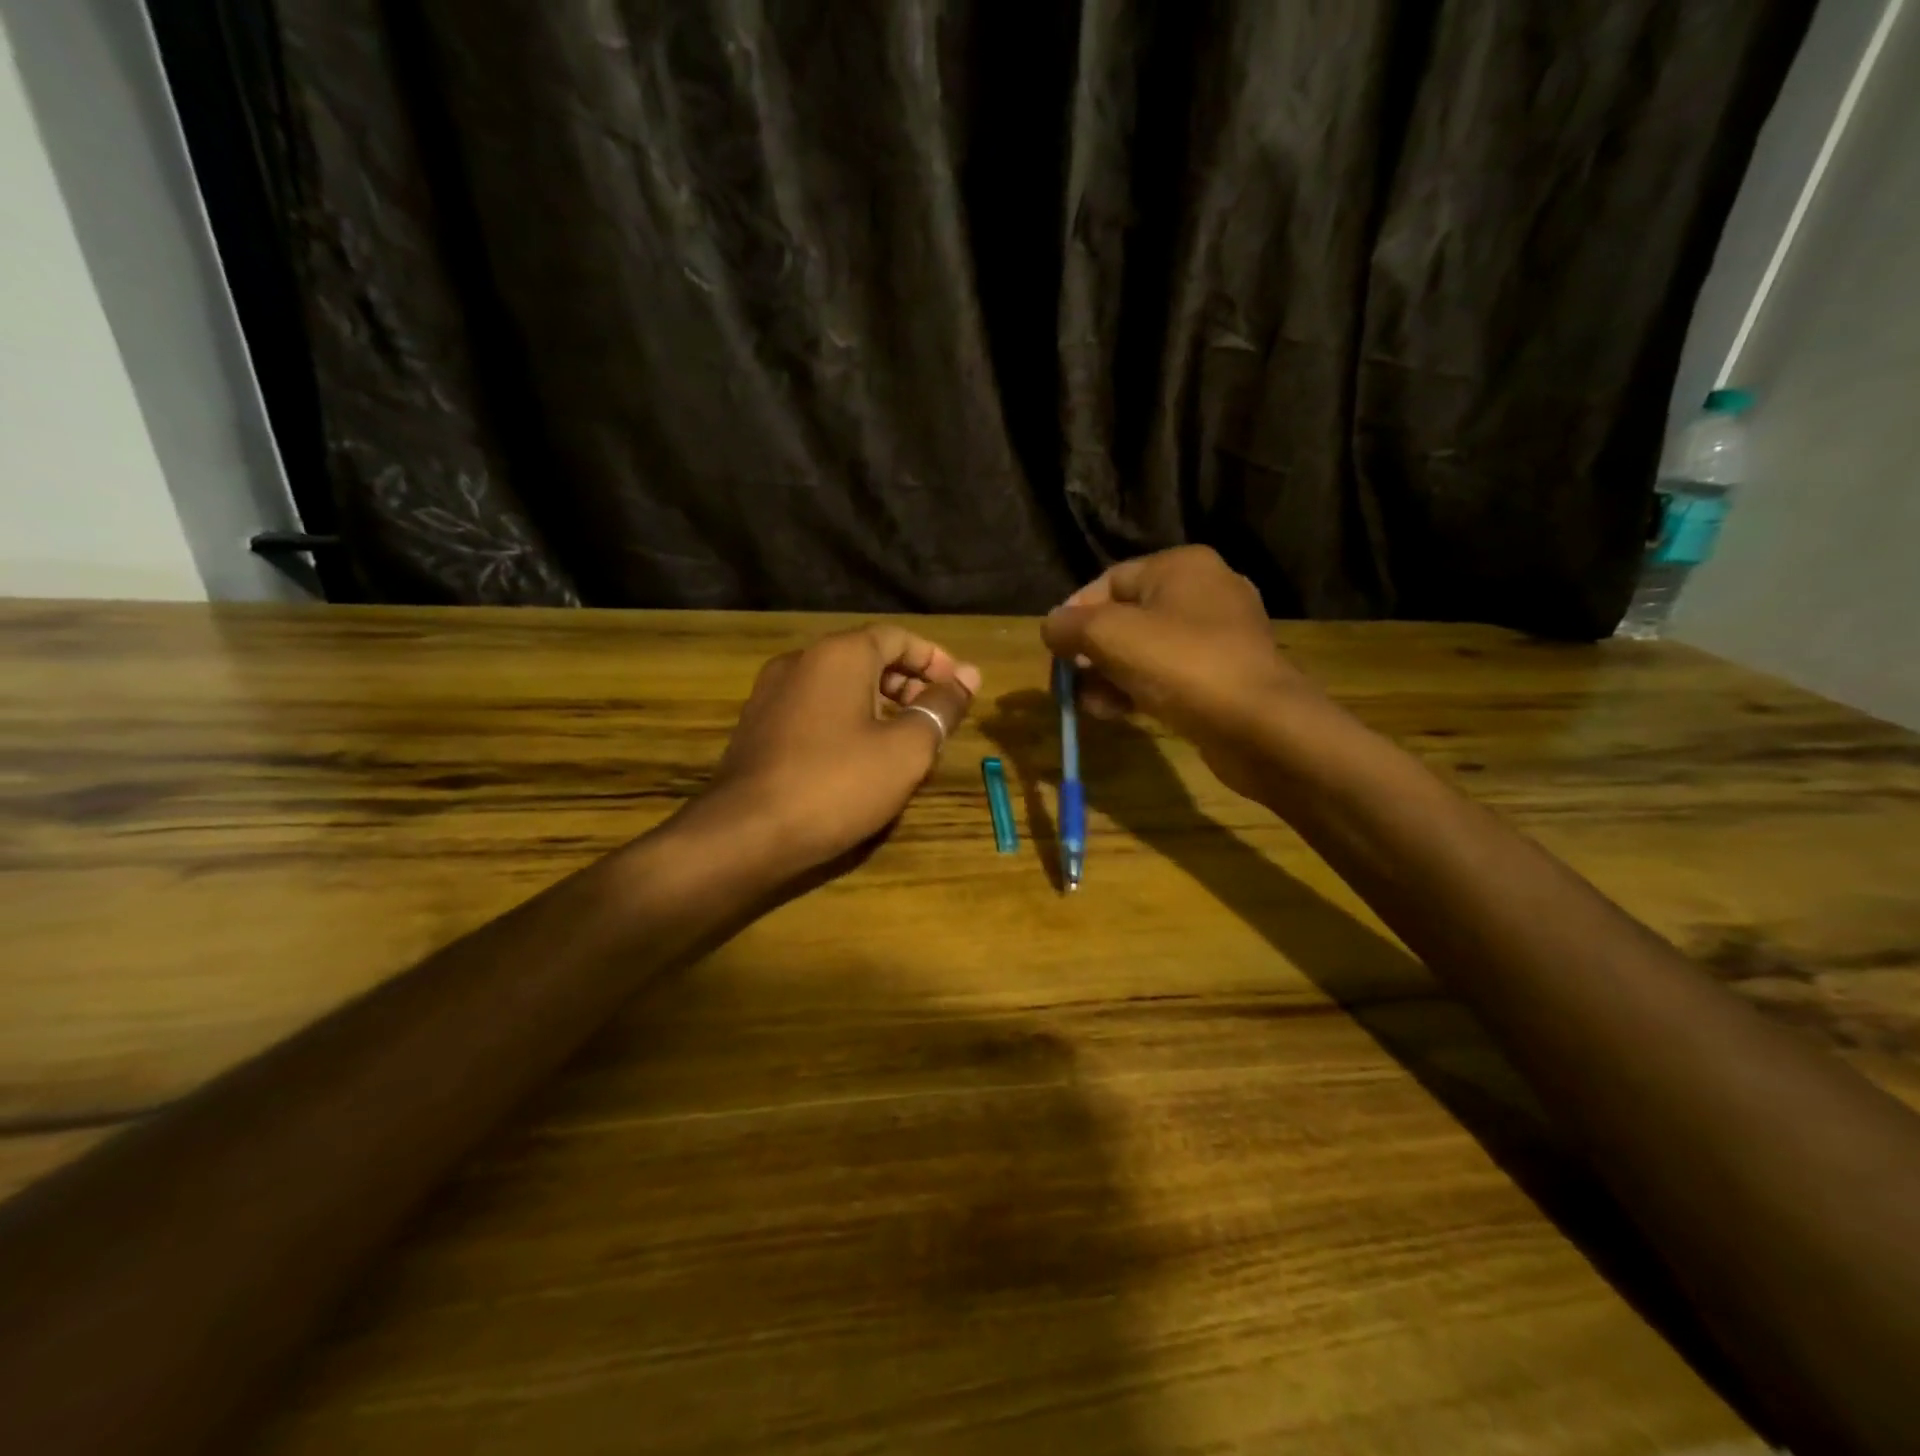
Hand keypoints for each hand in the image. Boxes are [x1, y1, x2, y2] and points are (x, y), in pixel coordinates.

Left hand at [701, 626, 980, 871]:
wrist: (745, 834)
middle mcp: (800, 661)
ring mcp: (771, 694)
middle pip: (865, 657)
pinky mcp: (757, 727)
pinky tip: (858, 758)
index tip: (959, 688)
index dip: (934, 660)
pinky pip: (813, 709)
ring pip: (838, 685)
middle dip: (907, 682)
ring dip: (877, 703)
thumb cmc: (837, 784)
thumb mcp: (906, 749)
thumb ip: (940, 708)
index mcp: (838, 655)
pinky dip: (845, 720)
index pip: (897, 637)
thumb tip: (969, 677)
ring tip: (903, 740)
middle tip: (934, 716)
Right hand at [1041, 547, 1321, 797]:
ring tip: (1091, 706)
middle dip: (1091, 652)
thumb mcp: (1110, 636)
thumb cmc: (1182, 665)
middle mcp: (1204, 591)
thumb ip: (1070, 625)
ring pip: (1145, 650)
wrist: (1259, 725)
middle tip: (1070, 683)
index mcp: (1181, 567)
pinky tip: (1118, 714)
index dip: (1074, 614)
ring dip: (1109, 676)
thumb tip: (1051, 626)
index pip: (1109, 581)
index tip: (1055, 650)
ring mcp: (1219, 635)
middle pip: (1126, 617)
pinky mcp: (1225, 674)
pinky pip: (1169, 674)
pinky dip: (1139, 689)